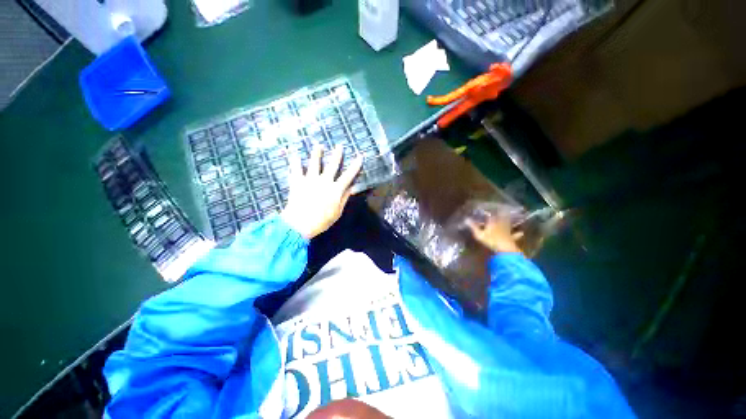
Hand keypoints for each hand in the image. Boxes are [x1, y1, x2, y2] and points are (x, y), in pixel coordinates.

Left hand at [281, 145, 362, 239]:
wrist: (299, 223)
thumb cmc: (321, 220)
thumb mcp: (337, 212)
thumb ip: (344, 198)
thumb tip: (352, 188)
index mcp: (335, 189)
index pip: (348, 175)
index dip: (355, 166)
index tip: (360, 156)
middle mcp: (324, 181)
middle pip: (332, 165)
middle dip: (337, 155)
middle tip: (339, 145)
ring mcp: (310, 180)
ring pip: (314, 163)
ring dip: (316, 153)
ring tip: (318, 145)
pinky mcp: (298, 182)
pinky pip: (296, 170)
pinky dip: (295, 162)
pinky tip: (295, 155)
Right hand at [466, 214, 522, 253]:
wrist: (505, 249)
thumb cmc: (491, 240)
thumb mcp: (479, 234)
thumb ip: (473, 227)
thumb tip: (466, 219)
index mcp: (492, 223)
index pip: (490, 215)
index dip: (489, 212)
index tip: (488, 208)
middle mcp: (500, 224)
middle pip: (501, 217)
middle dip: (501, 213)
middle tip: (502, 209)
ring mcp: (507, 231)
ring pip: (508, 224)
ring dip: (508, 220)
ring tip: (510, 216)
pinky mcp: (511, 237)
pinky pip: (515, 235)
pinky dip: (518, 233)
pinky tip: (521, 233)